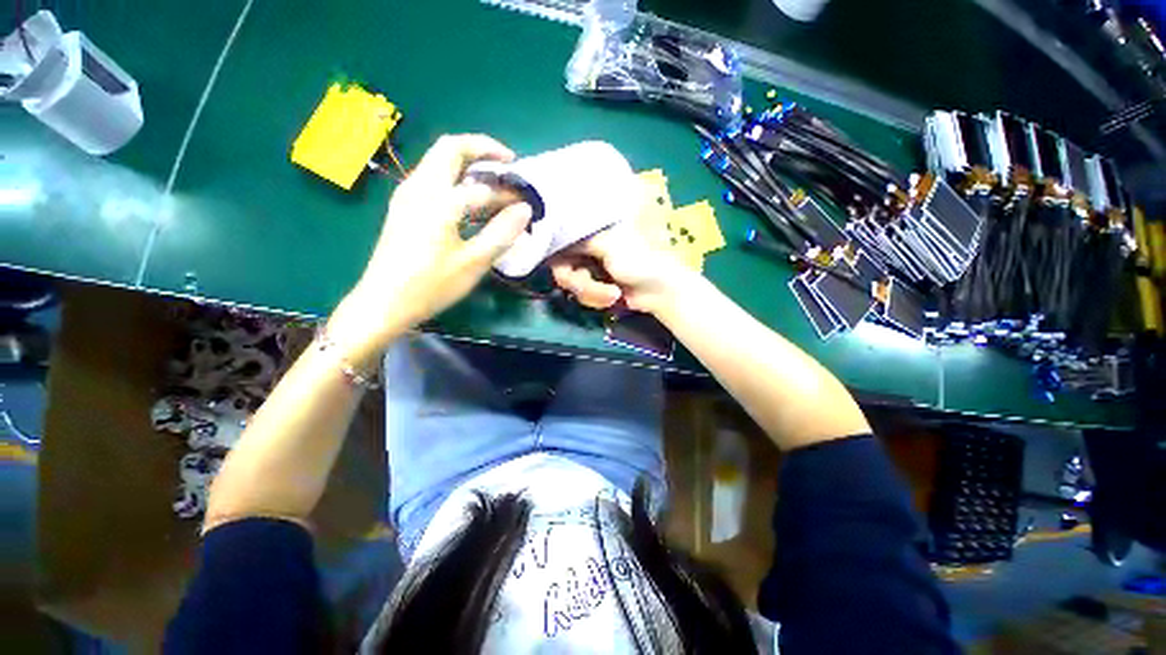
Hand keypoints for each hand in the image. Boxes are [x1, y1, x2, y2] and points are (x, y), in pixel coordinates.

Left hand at [328, 135, 531, 365]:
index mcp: (438, 200)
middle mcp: (419, 188)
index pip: (483, 187)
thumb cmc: (431, 285)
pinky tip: (469, 200)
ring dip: (468, 162)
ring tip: (493, 181)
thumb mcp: (473, 263)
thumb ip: (502, 232)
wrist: (382, 303)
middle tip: (508, 163)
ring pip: (438, 160)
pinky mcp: (403, 207)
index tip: (527, 204)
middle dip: (482, 148)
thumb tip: (526, 210)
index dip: (508, 193)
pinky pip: (432, 177)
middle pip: (450, 148)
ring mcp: (407, 195)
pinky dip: (455, 177)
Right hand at [550, 221, 696, 314]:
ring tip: (611, 295)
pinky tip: (613, 297)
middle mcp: (588, 236)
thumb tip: (552, 231)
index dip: (553, 239)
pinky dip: (595, 297)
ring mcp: (590, 259)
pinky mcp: (592, 278)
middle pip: (559, 256)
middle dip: (576, 278)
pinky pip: (579, 289)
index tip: (556, 252)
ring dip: (589, 291)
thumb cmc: (642, 260)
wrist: (661, 292)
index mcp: (595, 219)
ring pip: (568, 277)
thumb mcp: (609, 244)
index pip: (561, 222)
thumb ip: (579, 238)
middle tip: (587, 284)